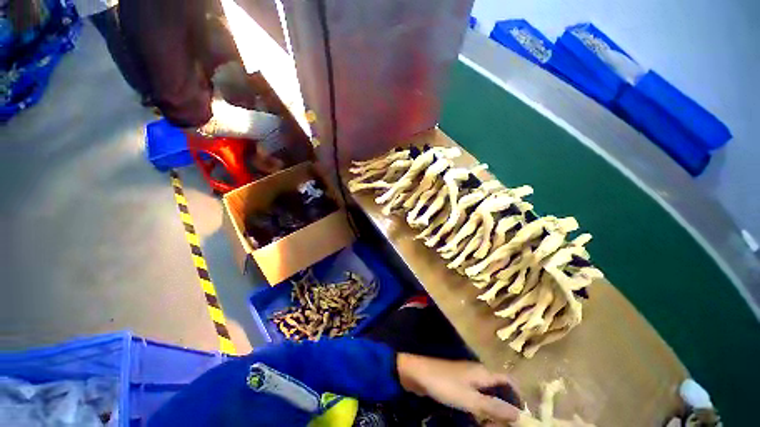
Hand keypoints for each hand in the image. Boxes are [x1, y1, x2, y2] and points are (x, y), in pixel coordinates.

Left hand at [397, 353, 519, 424]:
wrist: (418, 373)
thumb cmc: (445, 385)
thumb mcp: (470, 399)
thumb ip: (493, 406)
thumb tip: (519, 414)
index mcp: (483, 372)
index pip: (508, 380)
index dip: (518, 395)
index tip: (523, 415)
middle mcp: (477, 372)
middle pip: (498, 388)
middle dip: (505, 406)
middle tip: (506, 425)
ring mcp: (466, 376)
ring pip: (486, 393)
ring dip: (492, 408)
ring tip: (493, 424)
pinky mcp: (457, 382)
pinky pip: (474, 395)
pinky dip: (480, 406)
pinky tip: (478, 418)